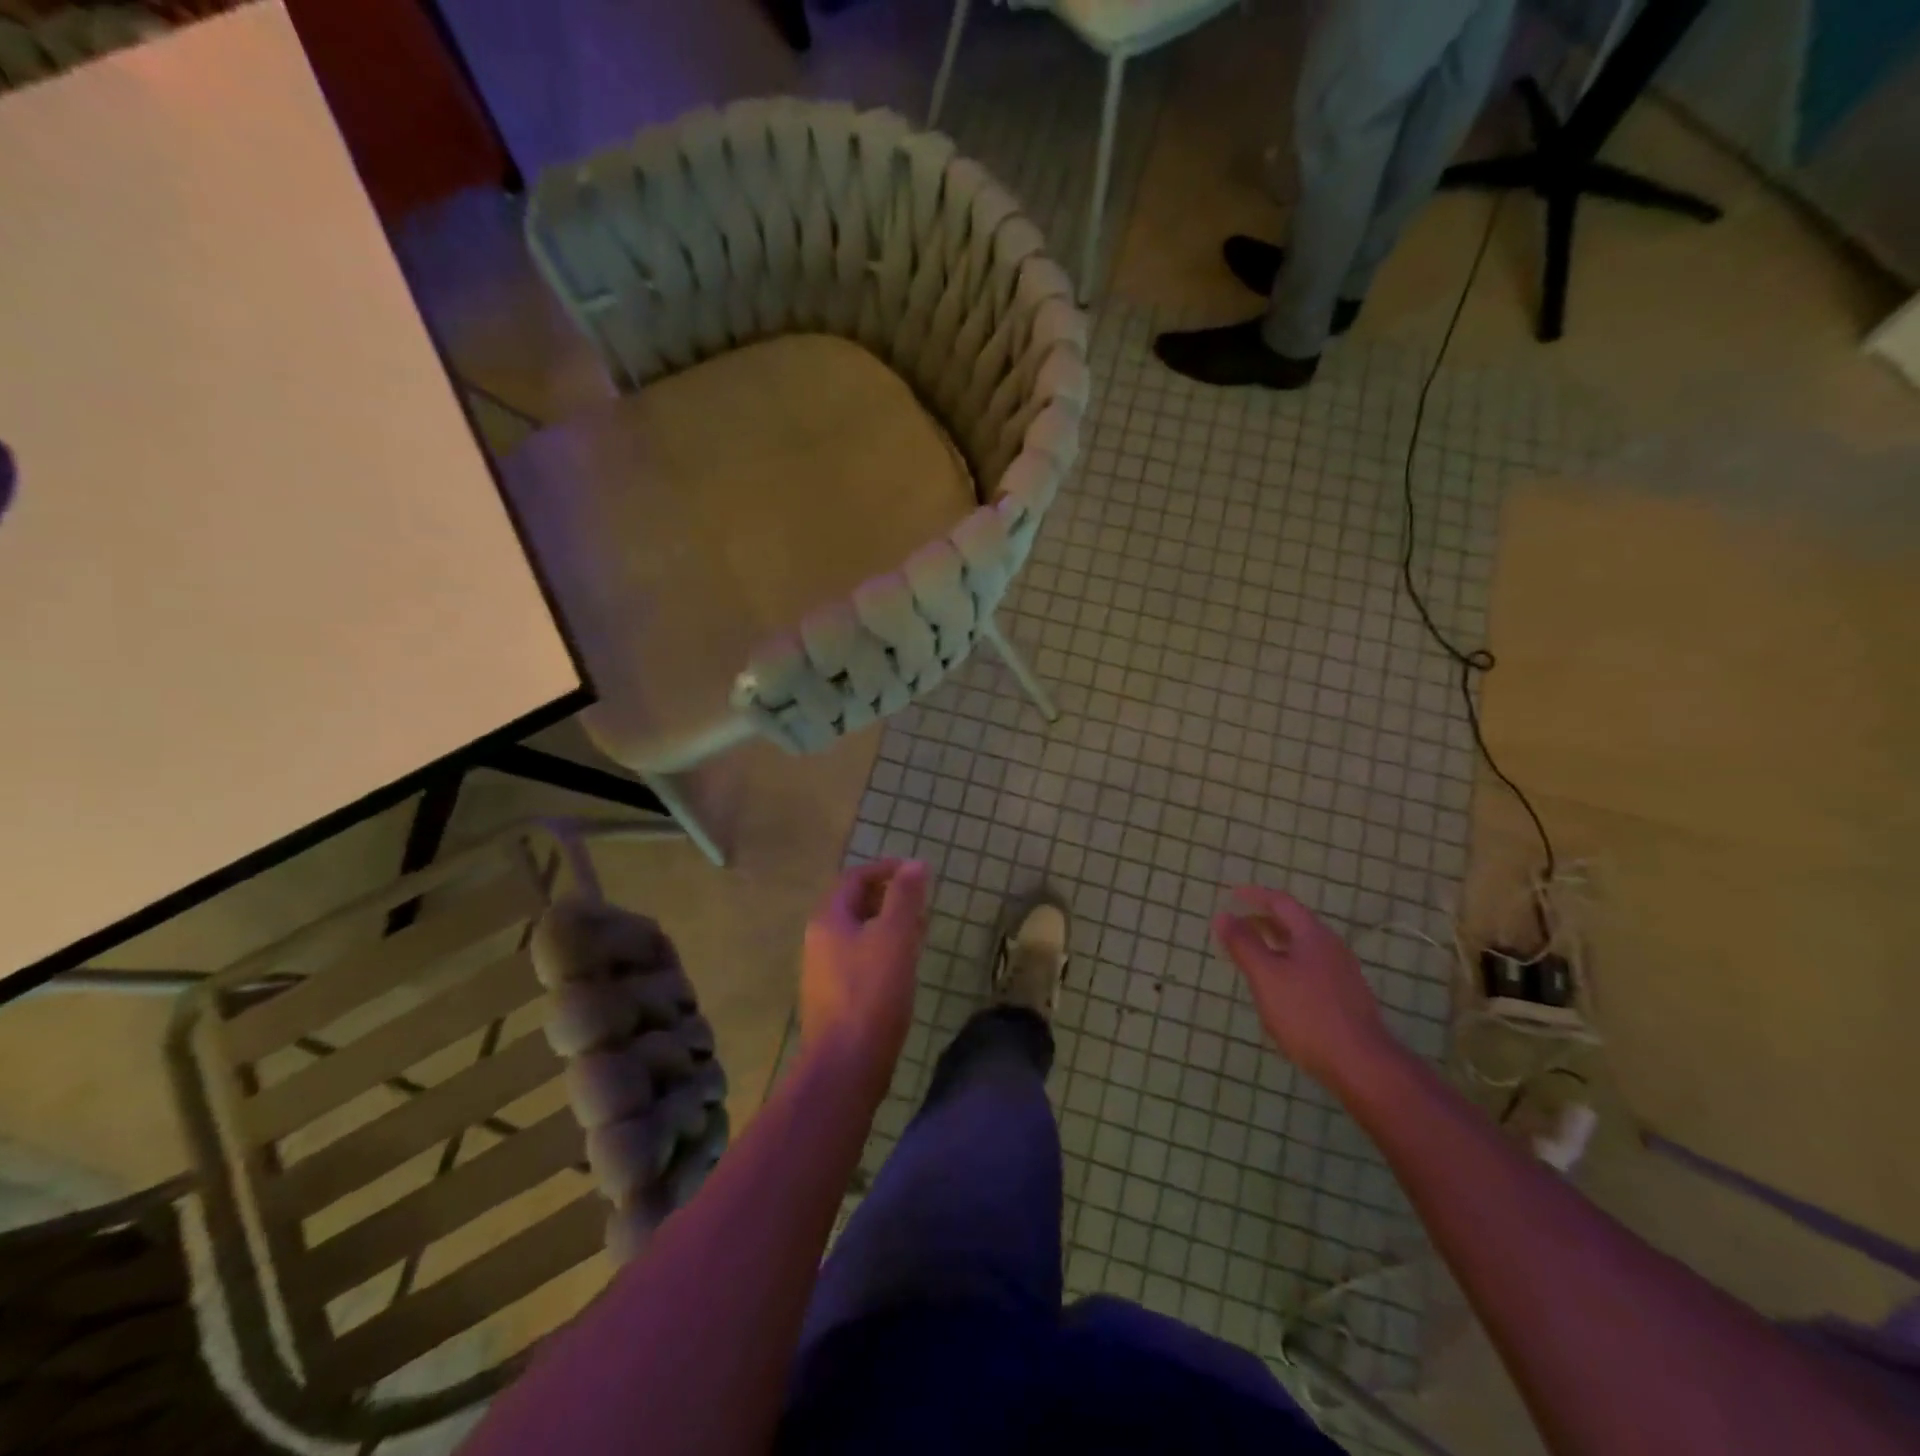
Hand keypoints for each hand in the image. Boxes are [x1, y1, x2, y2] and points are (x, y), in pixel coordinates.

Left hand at [800, 860, 929, 1096]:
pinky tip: (904, 965)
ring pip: (859, 933)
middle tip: (921, 901)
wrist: (846, 1065)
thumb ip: (905, 898)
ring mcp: (824, 971)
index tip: (917, 872)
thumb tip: (915, 864)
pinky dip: (883, 949)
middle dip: (889, 897)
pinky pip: (860, 958)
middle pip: (854, 905)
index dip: (886, 869)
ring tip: (920, 930)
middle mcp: (819, 940)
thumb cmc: (872, 993)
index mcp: (828, 920)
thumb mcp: (895, 937)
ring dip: (888, 924)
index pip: (855, 878)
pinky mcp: (835, 997)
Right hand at [1212, 887, 1403, 1096]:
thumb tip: (1222, 915)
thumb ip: (1243, 945)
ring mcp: (1342, 974)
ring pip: (1303, 948)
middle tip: (1237, 926)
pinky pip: (1311, 968)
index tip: (1231, 896)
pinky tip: (1278, 988)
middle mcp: (1331, 947)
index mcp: (1312, 935)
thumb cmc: (1307, 1014)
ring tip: (1253, 956)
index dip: (1254, 896)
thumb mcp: (1266, 976)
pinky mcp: (1345, 998)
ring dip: (1275, 945)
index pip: (1281, 902)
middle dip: (1263, 921)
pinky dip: (1288, 965)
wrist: (1361, 1064)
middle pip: (1294, 924)